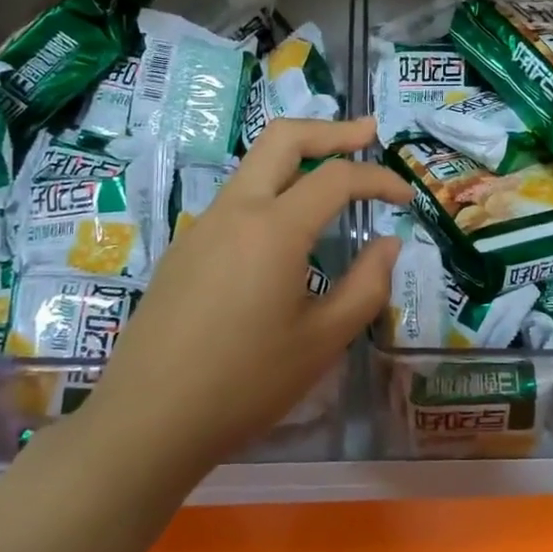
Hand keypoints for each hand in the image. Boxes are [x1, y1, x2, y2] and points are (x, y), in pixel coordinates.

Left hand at [77, 117, 410, 474]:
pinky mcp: (185, 248)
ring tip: (334, 176)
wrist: (147, 420)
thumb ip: (366, 286)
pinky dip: (273, 190)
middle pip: (283, 138)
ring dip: (298, 158)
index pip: (336, 177)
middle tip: (369, 134)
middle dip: (331, 131)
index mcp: (273, 228)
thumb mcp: (321, 342)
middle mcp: (235, 210)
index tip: (406, 197)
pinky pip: (237, 200)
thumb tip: (387, 244)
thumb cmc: (244, 384)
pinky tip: (287, 231)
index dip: (378, 178)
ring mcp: (202, 226)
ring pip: (254, 166)